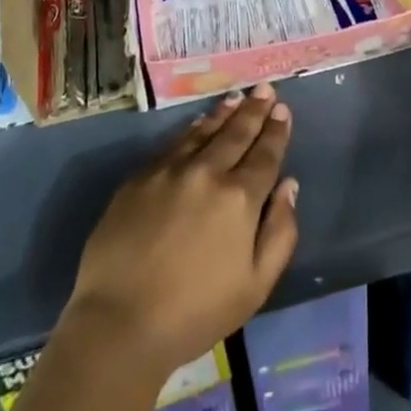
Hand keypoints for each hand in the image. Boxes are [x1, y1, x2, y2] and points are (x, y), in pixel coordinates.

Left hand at [65, 85, 299, 378]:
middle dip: (254, 110)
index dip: (277, 131)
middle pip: (236, 133)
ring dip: (224, 113)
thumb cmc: (196, 313)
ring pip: (204, 131)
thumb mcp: (255, 286)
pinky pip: (174, 142)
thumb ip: (280, 233)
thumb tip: (289, 186)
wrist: (121, 321)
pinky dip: (192, 129)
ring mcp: (170, 169)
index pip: (265, 154)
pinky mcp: (141, 176)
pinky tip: (198, 123)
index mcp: (239, 198)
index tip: (283, 110)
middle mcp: (207, 172)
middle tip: (265, 89)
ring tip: (236, 98)